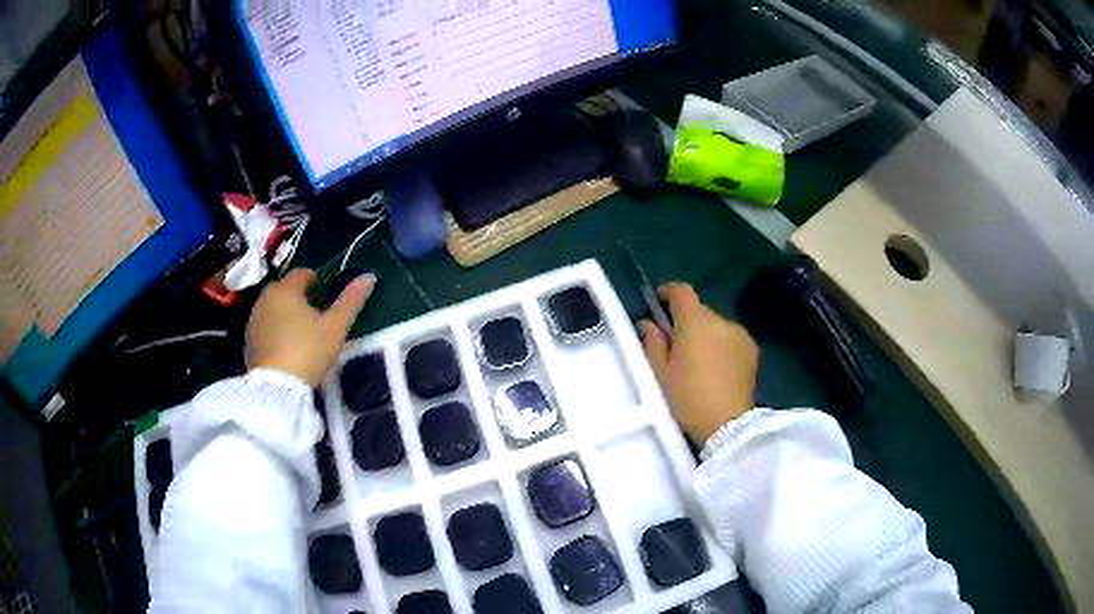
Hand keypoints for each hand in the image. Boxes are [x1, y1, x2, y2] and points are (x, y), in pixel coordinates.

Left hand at [246, 269, 374, 386]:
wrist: (276, 388)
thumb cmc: (308, 351)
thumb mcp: (335, 327)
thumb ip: (351, 301)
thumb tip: (369, 277)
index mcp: (286, 290)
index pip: (302, 273)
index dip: (316, 281)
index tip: (326, 296)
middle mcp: (265, 298)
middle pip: (285, 290)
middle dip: (299, 297)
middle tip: (316, 316)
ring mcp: (254, 320)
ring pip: (273, 308)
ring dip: (286, 314)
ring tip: (302, 334)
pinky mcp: (248, 340)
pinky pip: (265, 326)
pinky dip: (275, 330)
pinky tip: (287, 348)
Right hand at [640, 282, 758, 443]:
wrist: (728, 424)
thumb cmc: (688, 398)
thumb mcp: (661, 373)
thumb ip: (652, 342)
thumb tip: (647, 323)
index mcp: (695, 321)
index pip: (682, 291)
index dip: (668, 292)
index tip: (659, 301)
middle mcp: (720, 320)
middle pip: (699, 311)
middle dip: (687, 321)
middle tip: (676, 344)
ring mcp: (740, 333)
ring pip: (716, 325)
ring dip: (706, 334)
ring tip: (698, 361)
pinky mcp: (753, 349)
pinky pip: (731, 338)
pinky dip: (722, 345)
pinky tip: (717, 368)